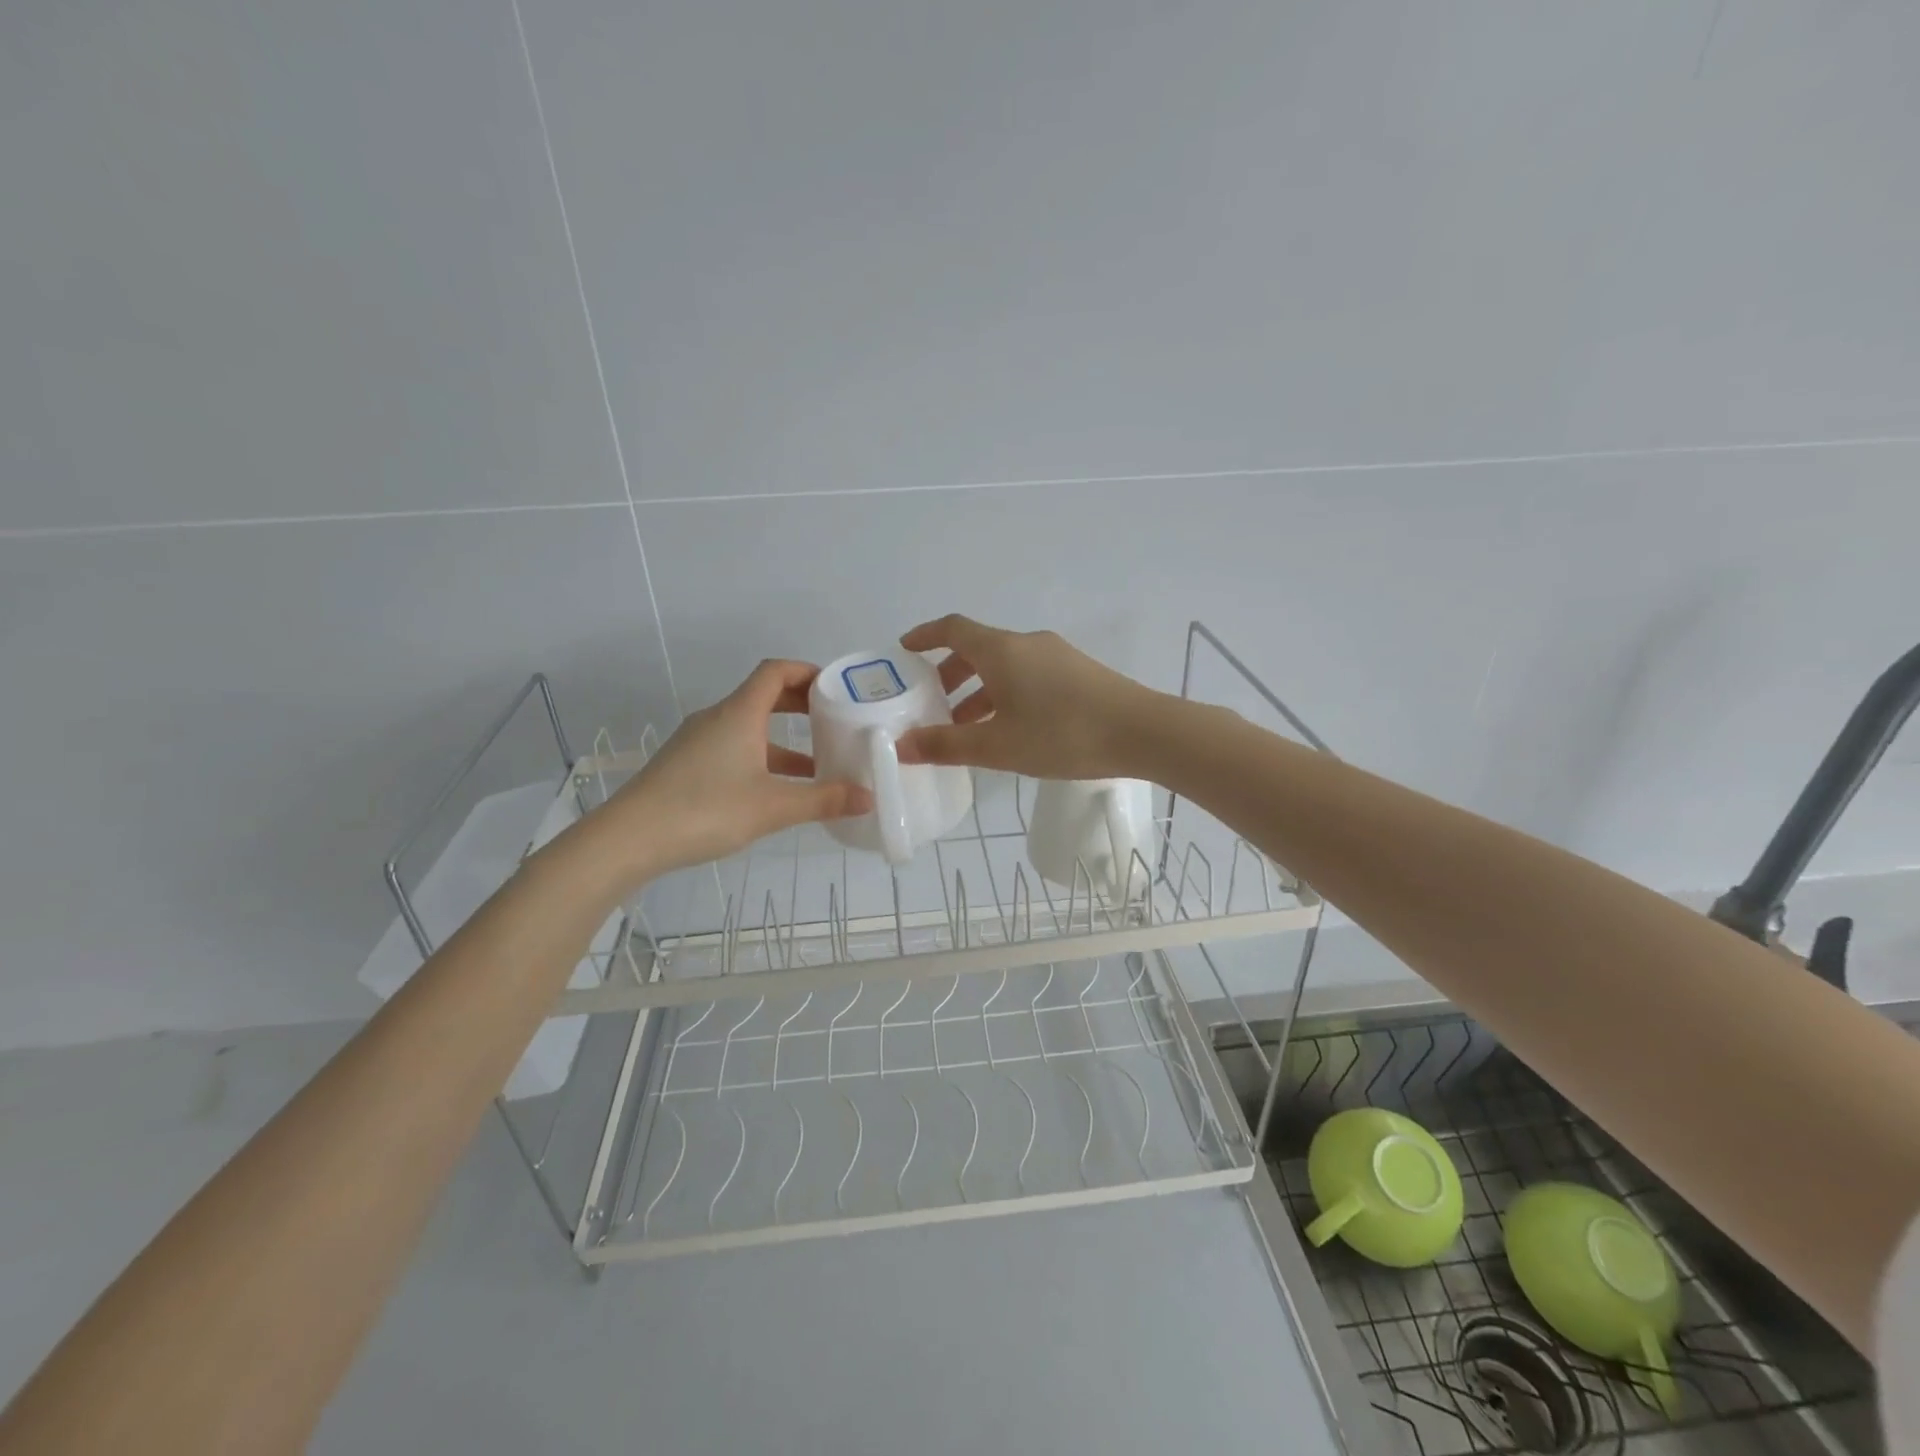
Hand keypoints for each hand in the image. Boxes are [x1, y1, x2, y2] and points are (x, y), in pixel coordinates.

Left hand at [604, 660, 870, 878]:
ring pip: (748, 728)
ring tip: (816, 764)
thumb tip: (868, 798)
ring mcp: (698, 742)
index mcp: (738, 714)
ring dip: (782, 739)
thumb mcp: (773, 808)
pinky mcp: (686, 765)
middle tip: (833, 720)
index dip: (807, 672)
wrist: (628, 839)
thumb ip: (823, 800)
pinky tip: (775, 791)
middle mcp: (717, 719)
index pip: (775, 672)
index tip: (836, 687)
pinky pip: (732, 748)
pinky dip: (760, 757)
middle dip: (800, 705)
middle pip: (762, 696)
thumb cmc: (705, 810)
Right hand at [894, 614, 1159, 778]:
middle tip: (933, 704)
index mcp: (1001, 650)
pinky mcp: (1077, 673)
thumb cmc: (1062, 734)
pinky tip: (1010, 728)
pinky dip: (1006, 693)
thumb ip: (946, 746)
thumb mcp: (998, 746)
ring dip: (979, 689)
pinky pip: (1028, 675)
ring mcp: (1056, 656)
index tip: (904, 651)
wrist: (1142, 733)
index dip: (924, 636)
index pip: (952, 629)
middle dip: (949, 674)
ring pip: (1005, 665)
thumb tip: (902, 746)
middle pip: (978, 648)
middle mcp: (1027, 643)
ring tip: (967, 727)